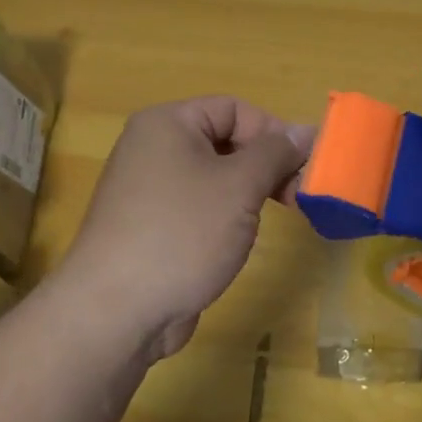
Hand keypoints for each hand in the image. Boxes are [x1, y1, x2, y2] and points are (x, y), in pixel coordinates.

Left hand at [50, 97, 313, 359]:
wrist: (115, 313)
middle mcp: (153, 149)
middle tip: (299, 195)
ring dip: (251, 191)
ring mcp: (149, 190)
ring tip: (277, 216)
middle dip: (267, 164)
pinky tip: (239, 239)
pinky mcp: (152, 227)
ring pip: (215, 176)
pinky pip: (200, 206)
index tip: (304, 166)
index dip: (273, 132)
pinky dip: (227, 215)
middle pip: (225, 140)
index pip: (235, 109)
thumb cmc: (181, 233)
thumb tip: (307, 131)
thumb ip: (276, 153)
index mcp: (167, 124)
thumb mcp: (239, 186)